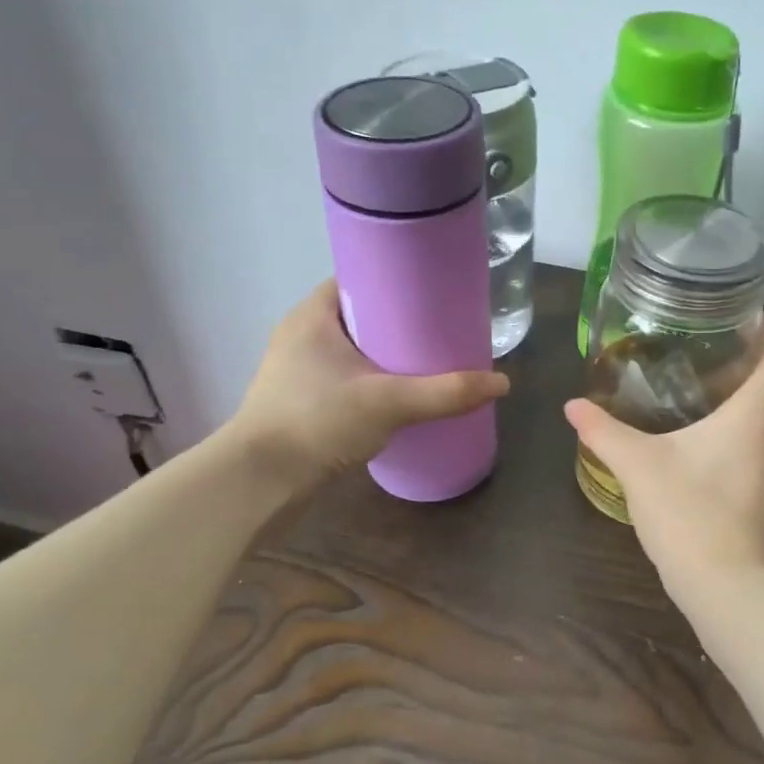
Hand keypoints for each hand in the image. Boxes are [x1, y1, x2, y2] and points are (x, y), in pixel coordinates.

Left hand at [227, 280, 508, 488]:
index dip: (395, 282)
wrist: (260, 482)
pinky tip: (398, 394)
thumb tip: (502, 383)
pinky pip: (343, 376)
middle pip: (359, 315)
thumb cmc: (317, 422)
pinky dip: (370, 378)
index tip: (431, 293)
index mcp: (312, 316)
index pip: (357, 280)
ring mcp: (296, 370)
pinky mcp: (299, 400)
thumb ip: (446, 392)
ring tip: (426, 360)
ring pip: (351, 349)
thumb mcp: (389, 402)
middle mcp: (300, 335)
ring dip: (384, 353)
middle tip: (439, 329)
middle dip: (397, 322)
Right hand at [564, 316, 763, 589]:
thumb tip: (573, 406)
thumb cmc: (690, 512)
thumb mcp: (638, 466)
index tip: (742, 321)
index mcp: (759, 413)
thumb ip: (604, 431)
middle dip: (742, 372)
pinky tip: (706, 461)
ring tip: (698, 410)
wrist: (731, 590)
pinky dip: (743, 447)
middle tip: (698, 365)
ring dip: (742, 413)